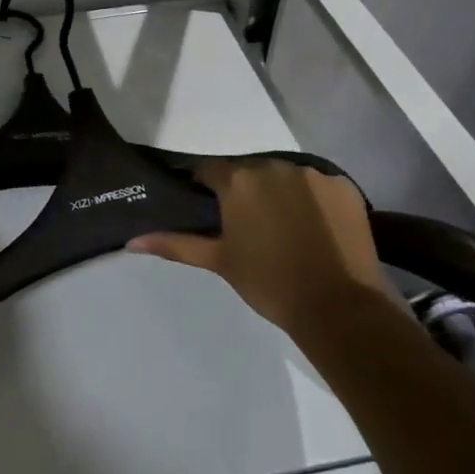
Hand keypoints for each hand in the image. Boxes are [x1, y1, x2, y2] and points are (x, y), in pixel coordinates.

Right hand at [128, 159, 389, 335]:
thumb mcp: (219, 261)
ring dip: (279, 193)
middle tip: (249, 225)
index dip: (205, 188)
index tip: (209, 209)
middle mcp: (272, 165)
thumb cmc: (269, 283)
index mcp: (238, 180)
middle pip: (249, 171)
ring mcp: (311, 173)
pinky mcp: (342, 184)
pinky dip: (313, 200)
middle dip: (245, 191)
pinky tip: (316, 228)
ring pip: (284, 176)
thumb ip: (176, 244)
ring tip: (286, 228)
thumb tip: (132, 240)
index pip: (209, 170)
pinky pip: (318, 184)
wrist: (339, 308)